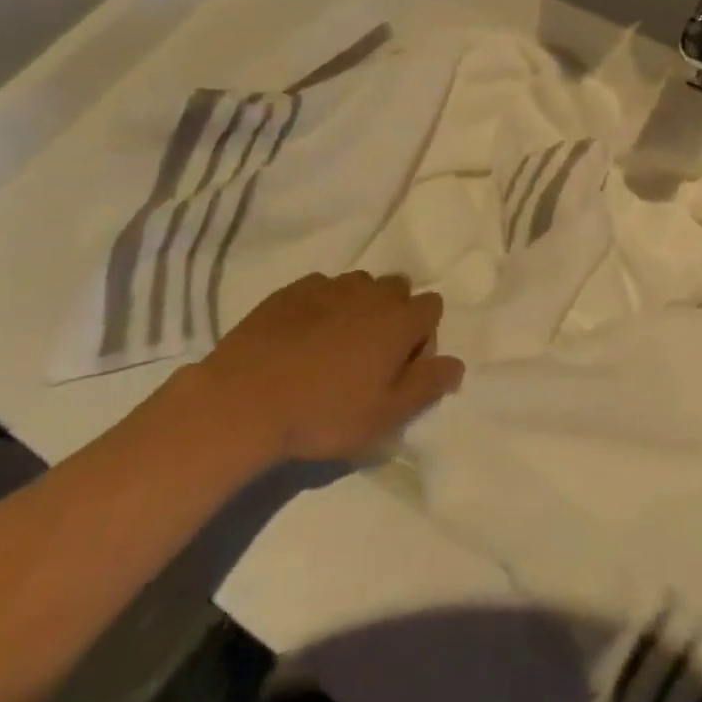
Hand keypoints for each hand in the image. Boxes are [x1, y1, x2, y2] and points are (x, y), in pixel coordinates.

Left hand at [184, 272, 463, 463]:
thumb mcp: (385, 415)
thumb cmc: (324, 413)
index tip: (402, 368)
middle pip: (399, 289)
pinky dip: (322, 306)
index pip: (433, 307)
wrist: (245, 400)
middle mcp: (372, 292)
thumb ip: (428, 385)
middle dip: (393, 315)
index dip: (424, 337)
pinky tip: (302, 337)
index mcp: (400, 319)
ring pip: (360, 286)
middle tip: (370, 357)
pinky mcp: (293, 289)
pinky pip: (322, 288)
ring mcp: (331, 286)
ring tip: (335, 346)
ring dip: (358, 307)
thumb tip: (457, 364)